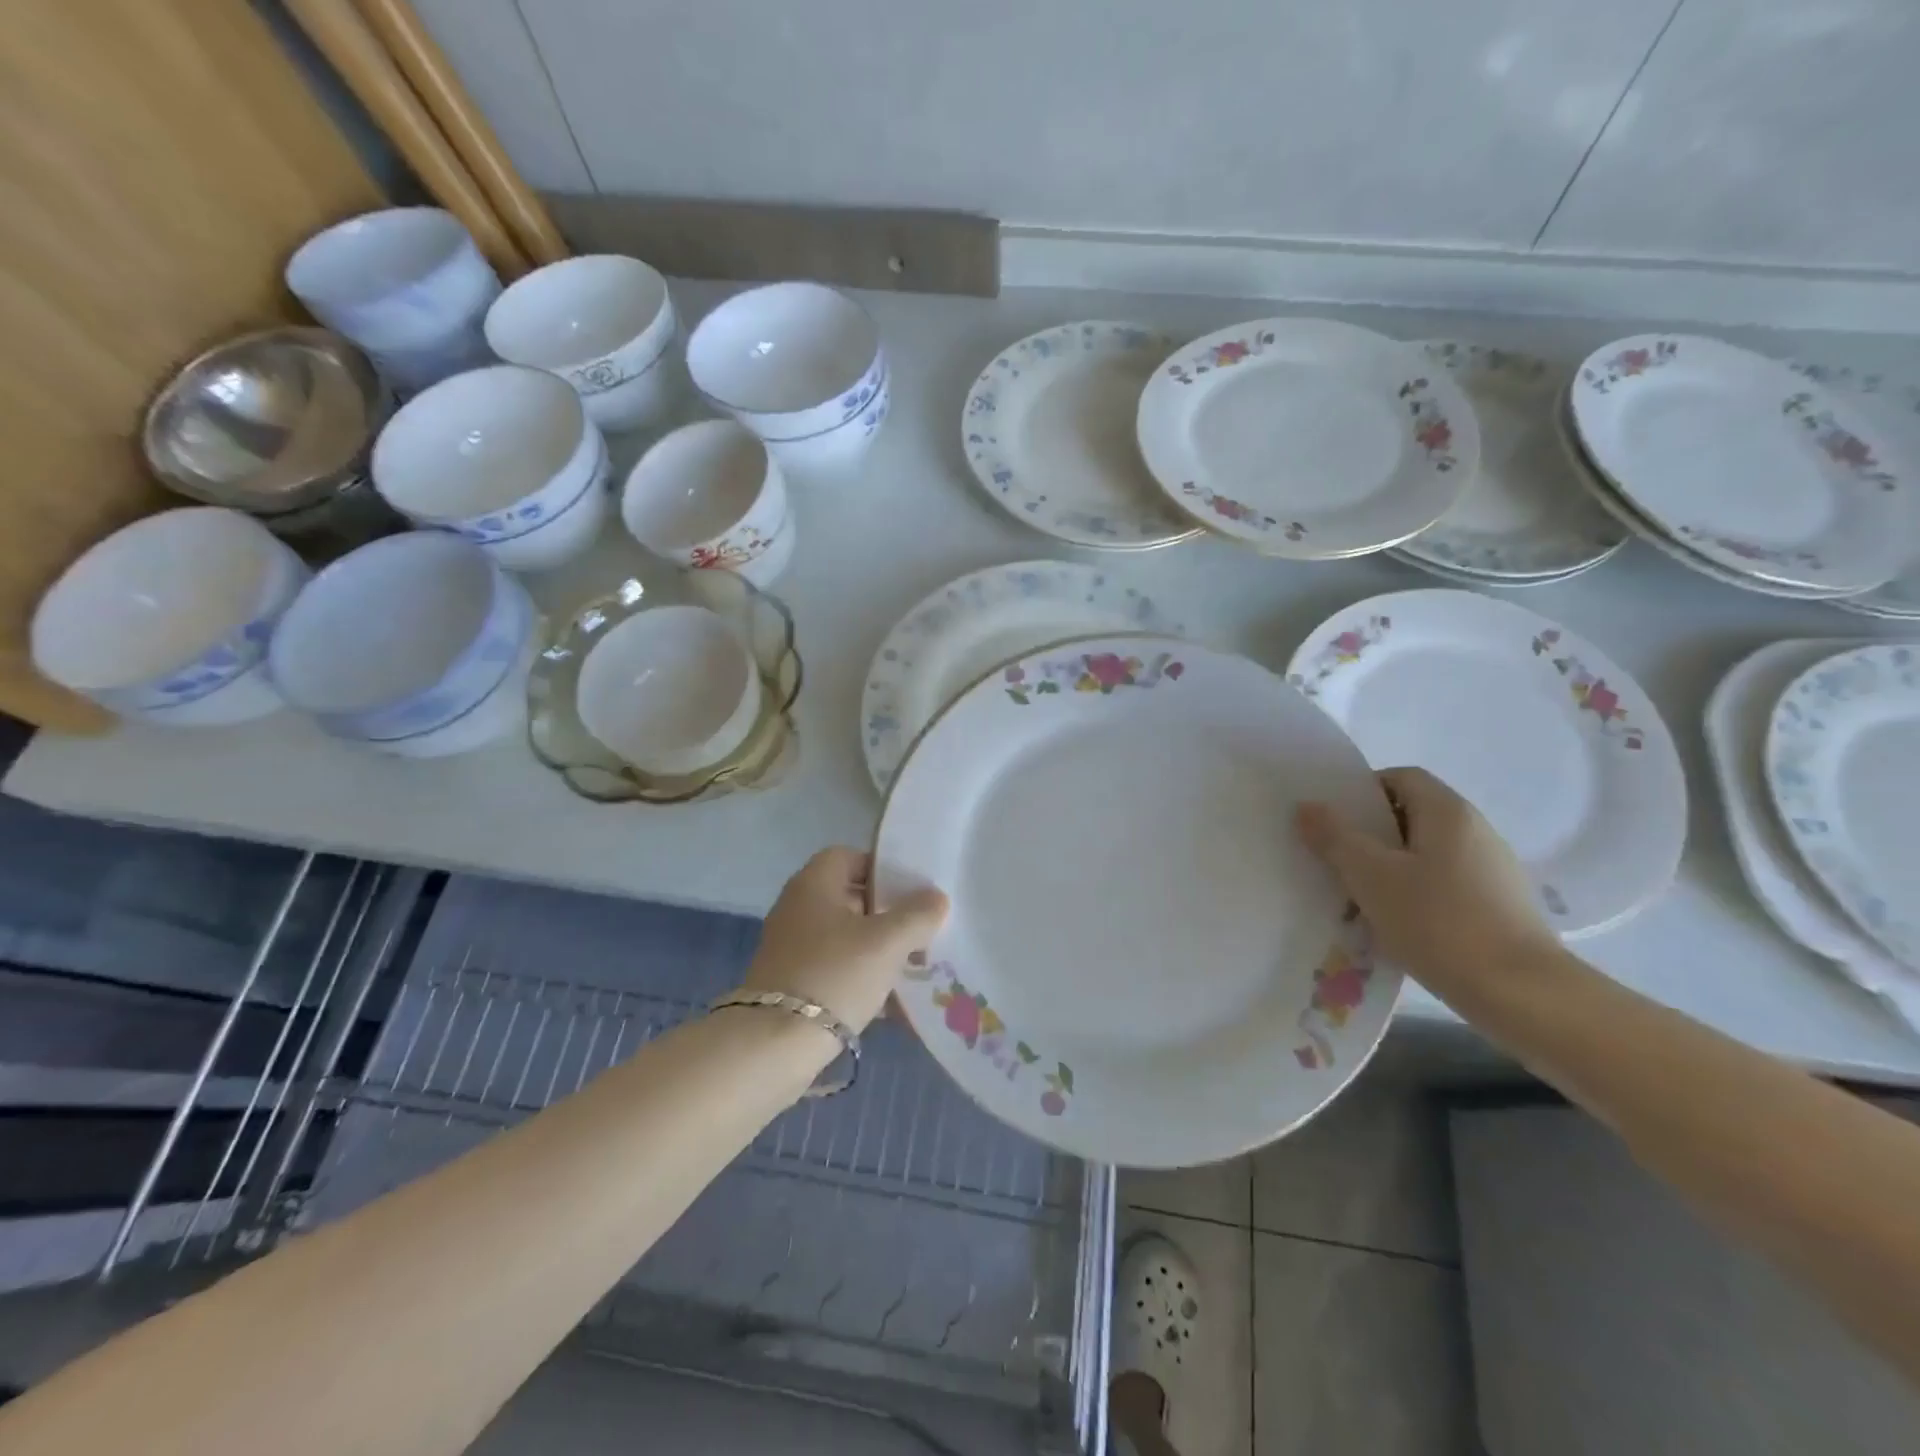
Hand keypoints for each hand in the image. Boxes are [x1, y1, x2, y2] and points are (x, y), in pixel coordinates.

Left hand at [741, 848, 948, 1032]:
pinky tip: (888, 1003)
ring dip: (875, 949)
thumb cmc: (835, 975)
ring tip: (910, 968)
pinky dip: (859, 978)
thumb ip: (917, 915)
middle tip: (919, 931)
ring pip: (843, 937)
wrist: (774, 1044)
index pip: (848, 856)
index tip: (911, 891)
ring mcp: (790, 947)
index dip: (881, 868)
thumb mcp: (888, 942)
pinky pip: (833, 969)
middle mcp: (797, 908)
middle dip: (886, 913)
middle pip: (848, 897)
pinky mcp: (790, 982)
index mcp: (814, 884)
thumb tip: (936, 897)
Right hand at [1296, 766, 1556, 997]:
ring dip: (1390, 867)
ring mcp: (1493, 870)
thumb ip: (1335, 837)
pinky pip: (1445, 884)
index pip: (1400, 777)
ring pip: (1426, 853)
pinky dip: (1416, 894)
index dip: (1362, 791)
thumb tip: (1308, 806)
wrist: (1523, 994)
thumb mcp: (1371, 877)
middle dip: (1370, 834)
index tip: (1333, 821)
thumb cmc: (1439, 922)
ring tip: (1359, 897)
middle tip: (1335, 859)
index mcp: (1448, 812)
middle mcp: (1476, 831)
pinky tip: (1398, 925)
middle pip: (1413, 815)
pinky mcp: (1500, 906)